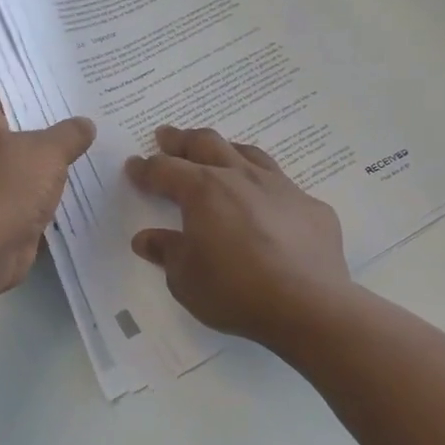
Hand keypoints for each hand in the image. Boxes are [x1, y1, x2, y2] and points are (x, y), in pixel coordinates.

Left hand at [0, 94, 96, 293]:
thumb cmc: (10, 186)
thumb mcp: (48, 151)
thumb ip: (70, 133)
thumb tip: (85, 124)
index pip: (8, 97)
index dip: (39, 95)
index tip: (71, 94)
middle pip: (15, 132)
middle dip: (48, 131)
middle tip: (87, 122)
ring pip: (19, 165)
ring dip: (46, 166)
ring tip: (86, 154)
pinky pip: (21, 193)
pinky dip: (40, 193)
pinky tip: (73, 189)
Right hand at [125, 125, 350, 347]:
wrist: (309, 307)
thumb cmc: (234, 290)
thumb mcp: (185, 278)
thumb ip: (166, 251)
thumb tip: (146, 238)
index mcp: (203, 190)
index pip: (165, 170)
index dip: (146, 168)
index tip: (134, 166)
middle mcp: (240, 178)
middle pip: (206, 144)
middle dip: (181, 140)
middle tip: (167, 137)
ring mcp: (280, 188)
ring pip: (247, 154)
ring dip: (225, 150)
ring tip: (216, 154)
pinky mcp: (311, 207)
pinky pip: (282, 185)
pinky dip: (263, 187)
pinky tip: (264, 203)